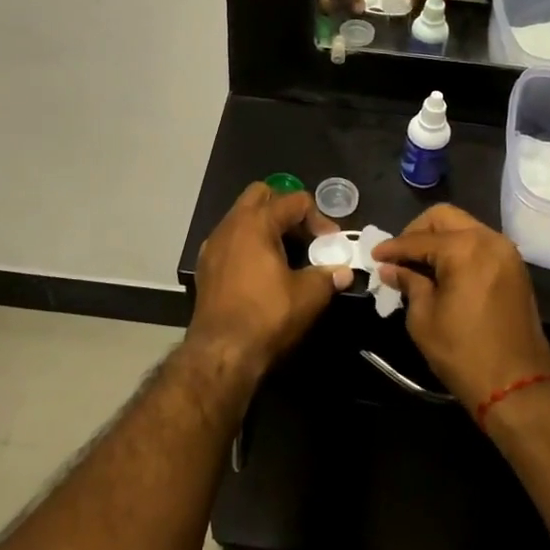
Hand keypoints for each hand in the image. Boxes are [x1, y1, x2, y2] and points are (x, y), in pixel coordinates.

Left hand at [189, 183, 353, 383]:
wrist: (220, 353)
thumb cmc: (266, 316)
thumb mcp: (308, 296)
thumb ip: (328, 276)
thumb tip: (344, 272)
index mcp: (256, 222)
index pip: (294, 200)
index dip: (319, 218)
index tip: (330, 243)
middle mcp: (231, 224)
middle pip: (262, 196)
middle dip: (286, 210)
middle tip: (304, 237)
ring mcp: (213, 244)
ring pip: (242, 217)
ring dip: (266, 227)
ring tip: (286, 255)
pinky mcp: (205, 266)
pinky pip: (231, 240)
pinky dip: (249, 245)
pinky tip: (261, 272)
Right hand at [372, 205, 549, 412]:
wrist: (517, 386)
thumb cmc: (463, 353)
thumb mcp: (424, 318)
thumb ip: (408, 284)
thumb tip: (391, 269)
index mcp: (463, 248)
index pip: (418, 240)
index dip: (393, 248)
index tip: (375, 256)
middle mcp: (488, 239)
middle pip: (444, 218)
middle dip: (417, 231)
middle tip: (400, 255)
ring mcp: (506, 252)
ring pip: (465, 227)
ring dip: (440, 238)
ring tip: (419, 263)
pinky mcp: (515, 268)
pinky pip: (481, 244)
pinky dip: (460, 249)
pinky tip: (444, 271)